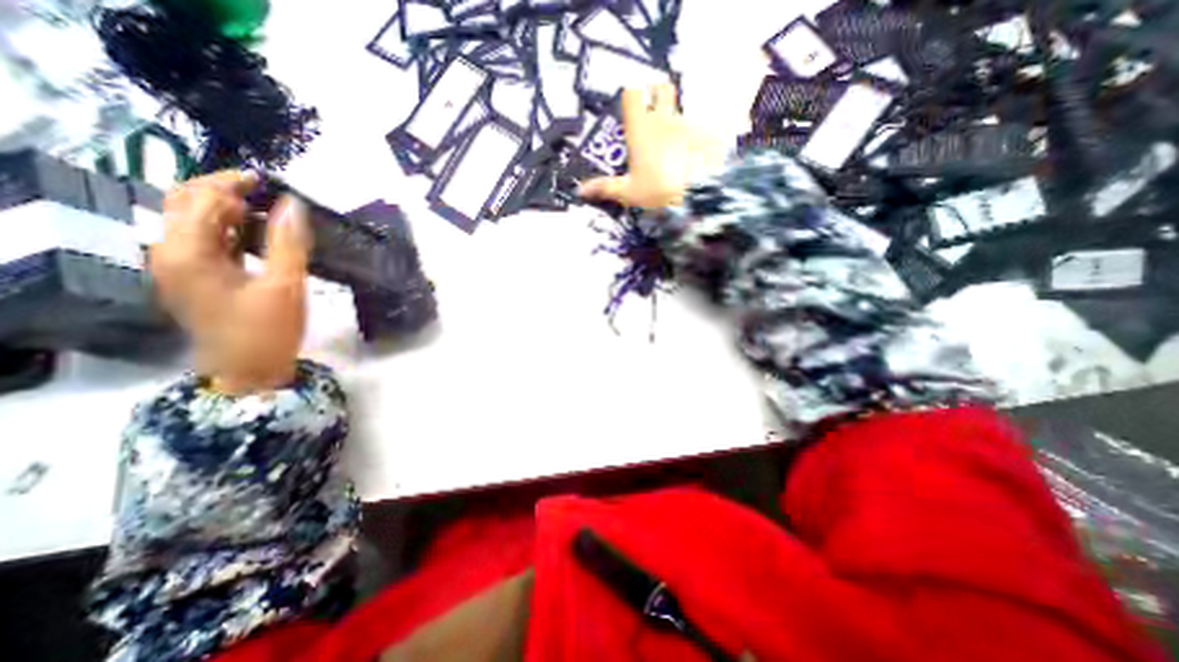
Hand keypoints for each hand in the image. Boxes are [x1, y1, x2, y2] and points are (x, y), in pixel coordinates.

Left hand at [149, 174, 312, 395]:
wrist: (249, 370)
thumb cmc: (268, 330)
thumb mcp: (285, 285)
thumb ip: (287, 242)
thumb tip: (292, 205)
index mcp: (186, 253)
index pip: (200, 200)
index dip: (230, 184)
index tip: (266, 180)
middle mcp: (169, 254)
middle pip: (184, 205)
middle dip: (222, 190)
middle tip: (263, 190)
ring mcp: (177, 267)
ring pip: (192, 222)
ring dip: (224, 209)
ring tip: (263, 207)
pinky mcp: (192, 278)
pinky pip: (203, 241)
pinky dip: (225, 229)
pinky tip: (252, 231)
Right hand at [579, 84, 729, 207]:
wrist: (697, 196)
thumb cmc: (656, 192)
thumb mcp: (628, 193)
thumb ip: (605, 187)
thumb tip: (580, 190)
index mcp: (641, 129)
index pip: (633, 93)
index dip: (633, 94)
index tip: (633, 104)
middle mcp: (664, 118)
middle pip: (663, 87)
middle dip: (659, 93)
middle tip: (656, 114)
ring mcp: (688, 123)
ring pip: (682, 111)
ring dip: (678, 123)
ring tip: (679, 149)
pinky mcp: (709, 132)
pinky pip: (703, 128)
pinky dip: (700, 138)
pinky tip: (699, 156)